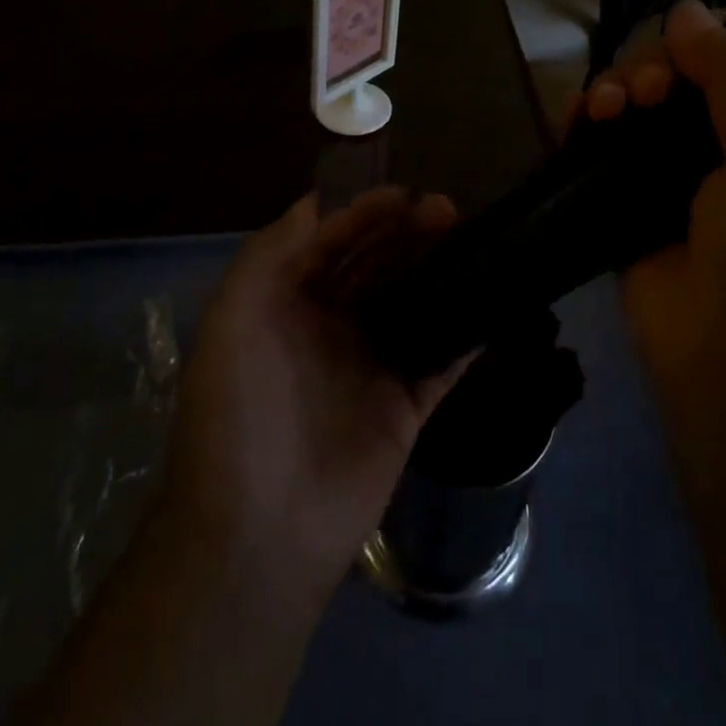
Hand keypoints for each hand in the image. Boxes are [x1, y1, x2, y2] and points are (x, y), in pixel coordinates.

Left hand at [156, 188, 465, 598]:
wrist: (259, 532)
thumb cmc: (240, 409)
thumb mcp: (234, 316)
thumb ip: (273, 250)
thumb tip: (321, 202)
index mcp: (286, 303)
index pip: (331, 239)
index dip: (365, 211)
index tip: (406, 193)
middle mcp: (329, 326)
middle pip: (377, 263)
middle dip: (408, 231)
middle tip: (448, 210)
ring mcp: (370, 365)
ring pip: (413, 299)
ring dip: (440, 266)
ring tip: (471, 237)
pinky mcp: (406, 406)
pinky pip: (443, 359)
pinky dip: (466, 331)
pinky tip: (491, 298)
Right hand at [577, 0, 725, 403]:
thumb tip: (686, 9)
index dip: (694, 50)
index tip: (672, 64)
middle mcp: (723, 150)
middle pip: (673, 80)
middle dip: (647, 71)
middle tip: (637, 93)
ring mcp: (669, 179)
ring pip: (631, 108)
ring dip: (611, 91)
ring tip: (602, 108)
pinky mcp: (624, 204)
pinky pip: (599, 148)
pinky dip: (584, 125)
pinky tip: (576, 121)